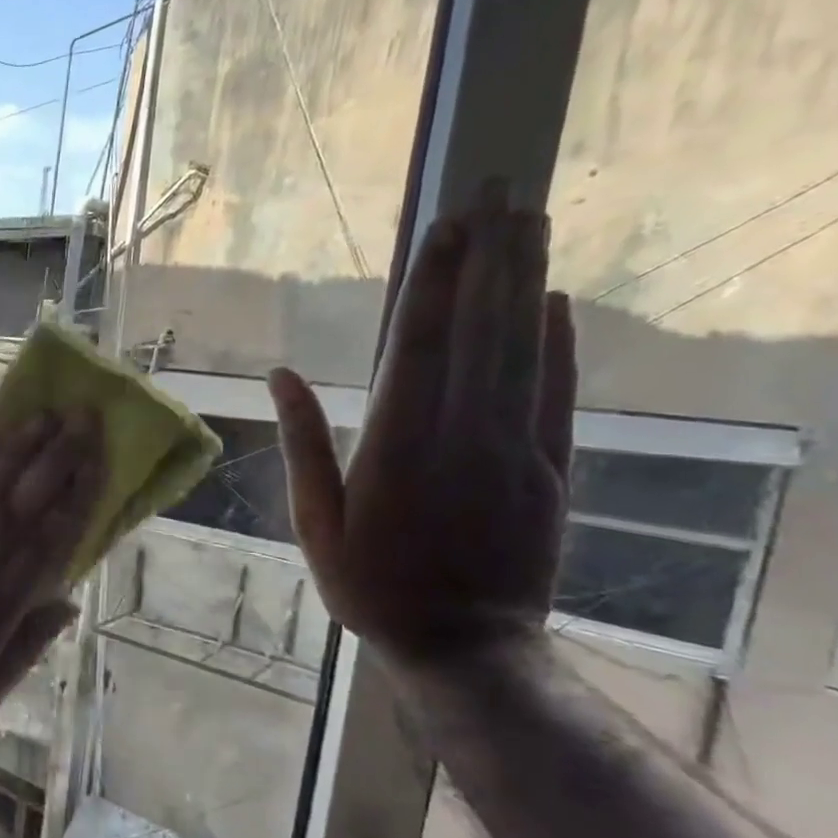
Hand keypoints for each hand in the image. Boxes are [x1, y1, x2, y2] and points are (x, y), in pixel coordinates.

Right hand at [268, 202, 575, 661]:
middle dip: (488, 257)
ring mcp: (513, 448)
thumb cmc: (372, 585)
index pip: (418, 345)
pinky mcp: (549, 468)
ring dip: (524, 282)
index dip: (433, 282)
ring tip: (529, 221)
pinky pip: (554, 394)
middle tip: (499, 191)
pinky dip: (558, 344)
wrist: (466, 646)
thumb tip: (279, 376)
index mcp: (396, 446)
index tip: (445, 225)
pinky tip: (555, 302)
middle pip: (478, 330)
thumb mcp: (315, 522)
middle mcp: (461, 433)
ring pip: (521, 349)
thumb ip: (303, 444)